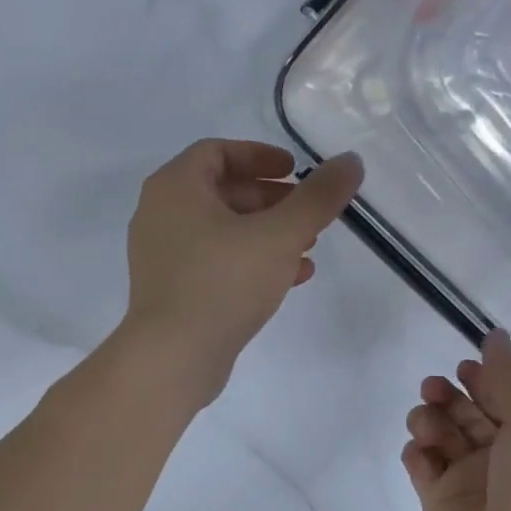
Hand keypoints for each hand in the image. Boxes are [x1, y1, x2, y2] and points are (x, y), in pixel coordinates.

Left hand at [122, 140, 362, 407]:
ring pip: (221, 230)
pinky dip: (249, 261)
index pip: (218, 152)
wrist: (173, 358)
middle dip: (271, 199)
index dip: (260, 155)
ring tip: (309, 246)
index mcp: (175, 187)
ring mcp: (161, 255)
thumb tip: (351, 161)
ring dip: (266, 233)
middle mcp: (160, 214)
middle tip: (309, 212)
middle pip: (222, 191)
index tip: (295, 170)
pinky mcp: (171, 290)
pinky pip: (214, 262)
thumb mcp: (280, 235)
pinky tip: (290, 278)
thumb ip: (318, 197)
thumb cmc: (223, 282)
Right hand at [402, 330, 510, 510]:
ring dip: (430, 419)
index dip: (482, 378)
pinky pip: (420, 465)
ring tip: (429, 424)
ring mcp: (465, 480)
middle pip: (465, 413)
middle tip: (434, 389)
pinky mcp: (437, 502)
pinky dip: (416, 451)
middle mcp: (497, 457)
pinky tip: (422, 452)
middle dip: (448, 395)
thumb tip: (494, 335)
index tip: (464, 365)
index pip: (501, 399)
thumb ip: (508, 382)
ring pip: (439, 434)